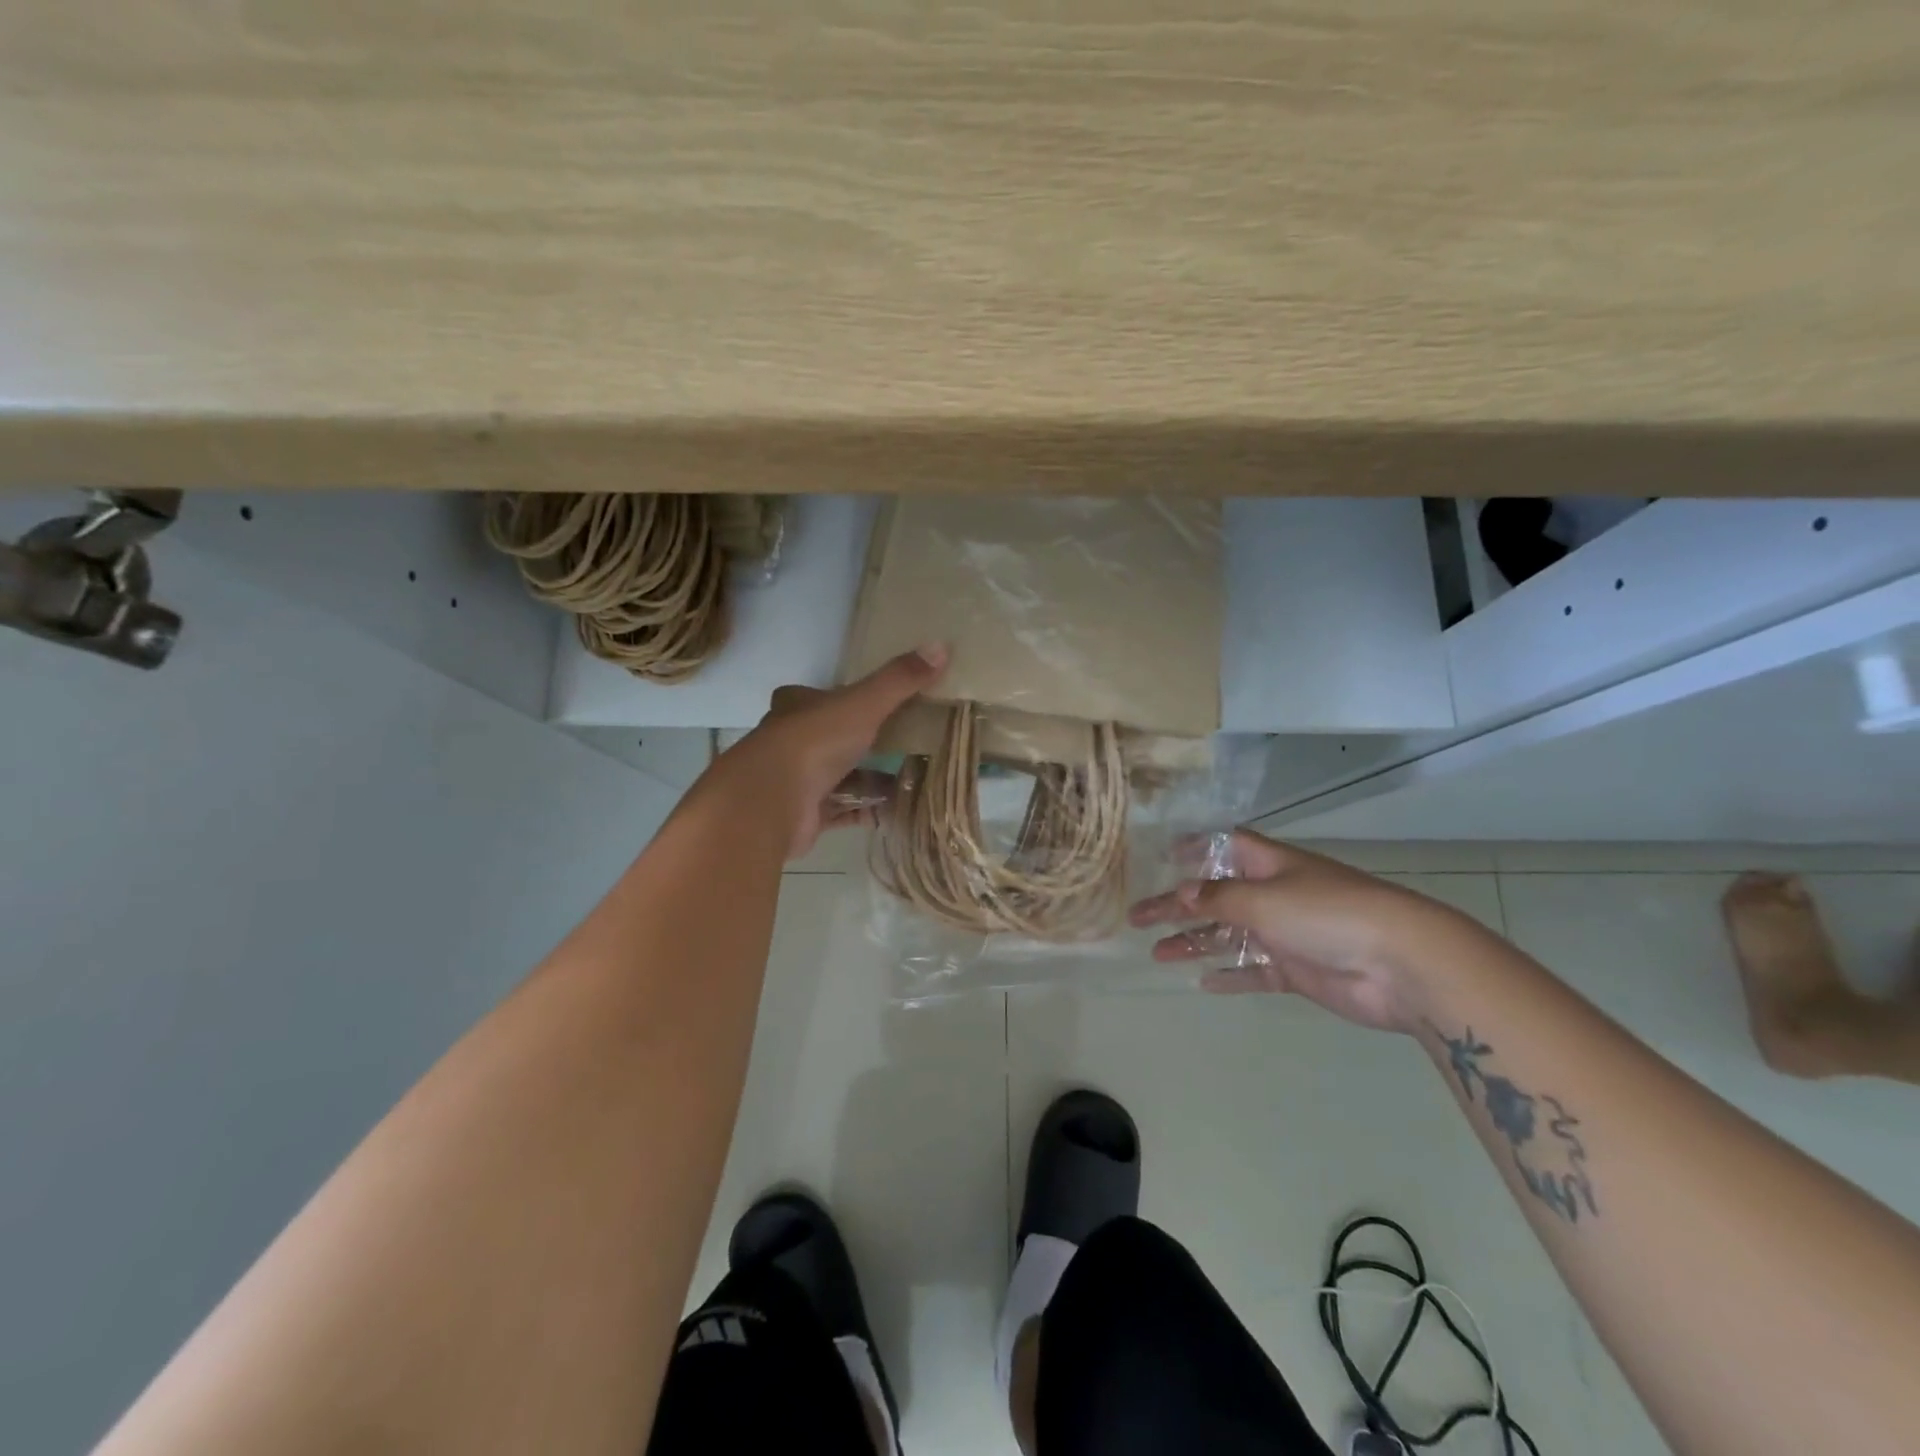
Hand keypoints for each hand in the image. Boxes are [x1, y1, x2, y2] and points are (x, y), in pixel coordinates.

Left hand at [730, 644, 947, 860]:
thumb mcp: (864, 703)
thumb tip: (941, 646)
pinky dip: (870, 810)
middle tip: (909, 743)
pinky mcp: (807, 816)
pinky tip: (900, 810)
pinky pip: (846, 810)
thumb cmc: (814, 740)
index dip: (847, 699)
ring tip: (916, 778)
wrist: (772, 801)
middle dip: (868, 743)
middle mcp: (793, 741)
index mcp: (798, 707)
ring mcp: (798, 781)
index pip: (821, 697)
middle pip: (835, 738)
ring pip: (842, 777)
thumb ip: (899, 680)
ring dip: (874, 779)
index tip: (881, 705)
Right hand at [1128, 829, 1476, 1031]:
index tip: (1162, 857)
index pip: (1223, 846)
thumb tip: (1182, 893)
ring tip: (1157, 953)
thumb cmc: (1327, 913)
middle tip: (1137, 919)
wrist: (1401, 964)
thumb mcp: (1263, 899)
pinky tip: (1203, 982)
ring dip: (1194, 942)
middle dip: (1176, 905)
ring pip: (1229, 934)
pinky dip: (1230, 974)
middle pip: (1215, 895)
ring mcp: (1286, 933)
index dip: (1193, 848)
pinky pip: (1255, 969)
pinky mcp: (1299, 969)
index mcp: (1268, 865)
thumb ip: (1218, 898)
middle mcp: (1274, 894)